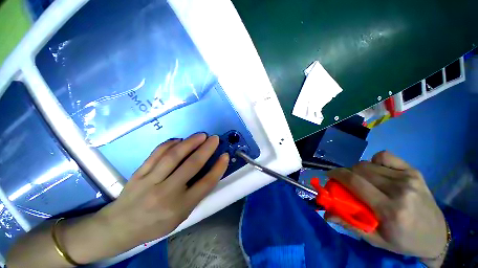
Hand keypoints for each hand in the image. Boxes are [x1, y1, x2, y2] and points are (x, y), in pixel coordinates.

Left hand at [87, 134, 228, 255]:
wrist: (119, 227)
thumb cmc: (155, 224)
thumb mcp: (181, 216)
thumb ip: (195, 194)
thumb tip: (207, 171)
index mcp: (180, 207)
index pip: (206, 183)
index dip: (218, 168)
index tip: (225, 155)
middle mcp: (167, 193)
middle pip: (191, 165)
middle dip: (206, 149)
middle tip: (214, 138)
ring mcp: (150, 181)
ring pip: (174, 155)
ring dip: (190, 142)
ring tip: (201, 135)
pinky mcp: (139, 173)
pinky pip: (157, 153)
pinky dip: (170, 144)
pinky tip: (180, 139)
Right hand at [326, 151, 446, 258]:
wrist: (436, 236)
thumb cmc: (403, 241)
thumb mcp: (375, 240)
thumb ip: (349, 224)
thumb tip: (326, 213)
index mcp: (390, 209)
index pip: (354, 182)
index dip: (337, 174)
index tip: (329, 175)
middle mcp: (399, 189)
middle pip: (360, 169)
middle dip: (346, 172)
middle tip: (344, 181)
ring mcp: (408, 177)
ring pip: (369, 163)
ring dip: (358, 169)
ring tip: (361, 179)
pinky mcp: (413, 171)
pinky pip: (384, 156)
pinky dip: (374, 161)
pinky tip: (376, 171)